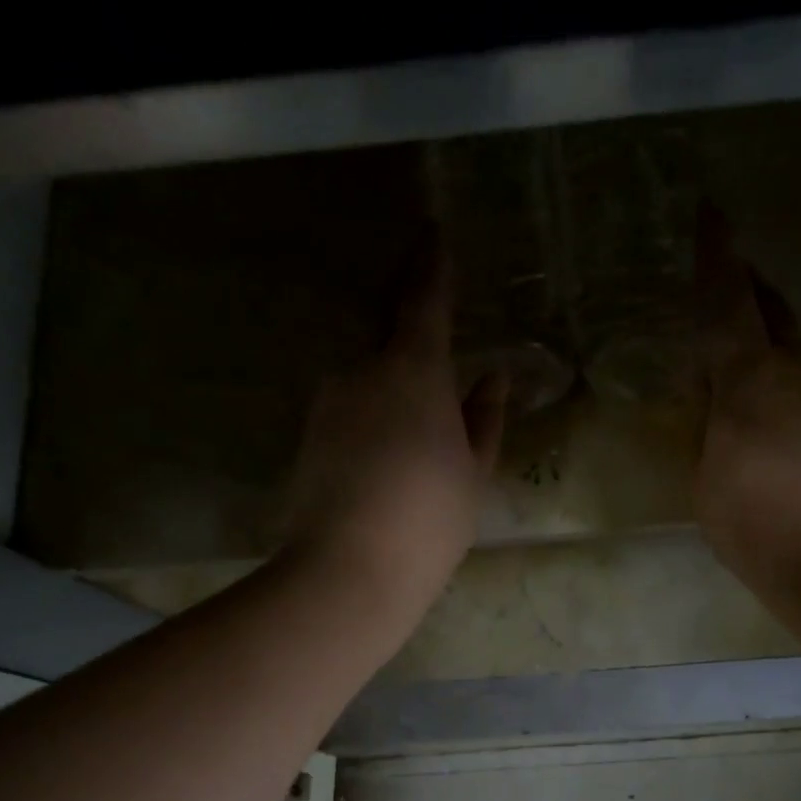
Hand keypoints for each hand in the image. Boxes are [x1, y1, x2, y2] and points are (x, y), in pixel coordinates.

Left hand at [283, 232, 505, 619]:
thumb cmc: (428, 517)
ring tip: (420, 437)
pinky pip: (352, 411)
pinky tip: (390, 458)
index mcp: (413, 370)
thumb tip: (491, 378)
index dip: (430, 264)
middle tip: (439, 359)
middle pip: (390, 338)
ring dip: (395, 394)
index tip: (432, 232)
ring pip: (370, 380)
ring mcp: (328, 403)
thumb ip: (484, 418)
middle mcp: (362, 371)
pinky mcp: (309, 436)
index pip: (422, 299)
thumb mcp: (472, 471)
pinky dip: (375, 421)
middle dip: (413, 338)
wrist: (349, 569)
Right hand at [693, 208, 800, 583]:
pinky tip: (790, 413)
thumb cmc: (752, 522)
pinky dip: (800, 379)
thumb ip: (706, 421)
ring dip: (776, 343)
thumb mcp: (704, 474)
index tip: (710, 211)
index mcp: (750, 377)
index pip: (727, 300)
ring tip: (755, 369)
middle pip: (773, 307)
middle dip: (749, 292)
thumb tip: (711, 388)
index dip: (715, 255)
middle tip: (726, 291)